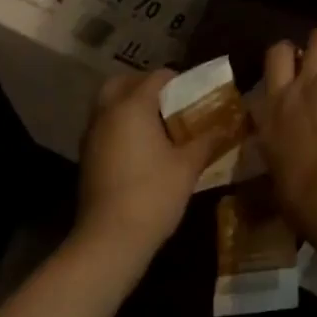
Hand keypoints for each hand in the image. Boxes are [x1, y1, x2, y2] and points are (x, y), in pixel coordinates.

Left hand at [74, 68, 233, 256]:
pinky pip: (105, 127)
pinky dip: (121, 126)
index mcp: (133, 107)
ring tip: (159, 124)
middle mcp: (108, 114)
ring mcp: (92, 137)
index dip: (179, 80)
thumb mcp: (189, 164)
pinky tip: (143, 147)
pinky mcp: (87, 159)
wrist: (109, 240)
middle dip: (144, 85)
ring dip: (130, 106)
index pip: (156, 76)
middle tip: (169, 100)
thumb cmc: (153, 193)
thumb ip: (208, 139)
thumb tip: (229, 125)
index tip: (196, 94)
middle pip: (122, 83)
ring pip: (109, 106)